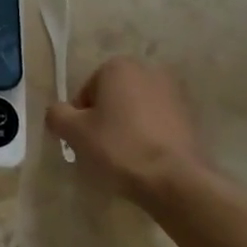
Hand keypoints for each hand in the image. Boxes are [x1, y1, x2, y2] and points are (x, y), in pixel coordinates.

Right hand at [45, 57, 213, 205]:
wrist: (175, 180)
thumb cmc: (119, 147)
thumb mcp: (75, 132)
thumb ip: (57, 115)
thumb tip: (57, 112)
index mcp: (118, 67)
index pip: (86, 91)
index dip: (80, 118)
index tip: (84, 141)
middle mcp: (148, 71)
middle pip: (112, 98)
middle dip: (104, 120)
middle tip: (100, 150)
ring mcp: (173, 93)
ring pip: (135, 111)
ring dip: (126, 128)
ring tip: (124, 158)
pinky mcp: (189, 117)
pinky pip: (156, 124)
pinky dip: (147, 137)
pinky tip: (145, 160)